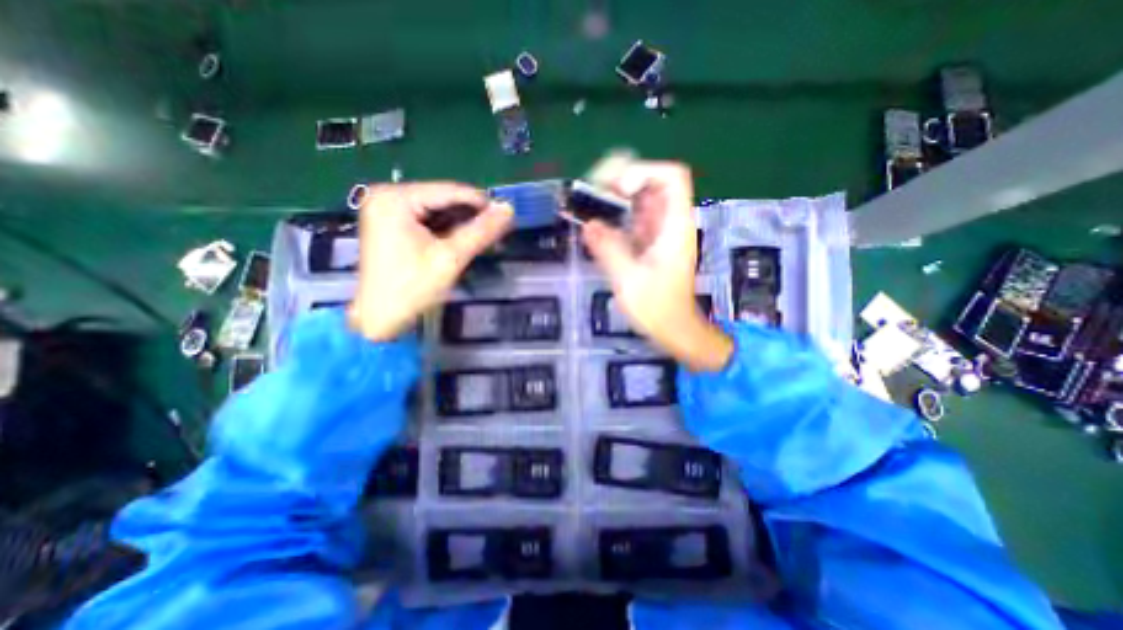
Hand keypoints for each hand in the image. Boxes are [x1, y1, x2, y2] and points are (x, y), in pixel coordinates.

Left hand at [348, 181, 511, 342]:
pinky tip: (464, 242)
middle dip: (471, 217)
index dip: (482, 203)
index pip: (450, 191)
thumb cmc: (413, 288)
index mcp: (396, 198)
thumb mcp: (451, 258)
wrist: (379, 320)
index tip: (507, 218)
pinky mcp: (390, 224)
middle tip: (498, 234)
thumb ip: (481, 231)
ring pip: (437, 210)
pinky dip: (447, 230)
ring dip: (462, 225)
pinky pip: (427, 220)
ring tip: (486, 240)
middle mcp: (387, 195)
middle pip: (443, 199)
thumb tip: (509, 209)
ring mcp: (386, 209)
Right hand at [582, 161, 733, 373]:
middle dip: (622, 180)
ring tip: (589, 202)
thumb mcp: (629, 280)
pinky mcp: (651, 243)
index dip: (643, 172)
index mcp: (675, 227)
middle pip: (652, 182)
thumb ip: (609, 249)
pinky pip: (634, 218)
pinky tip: (597, 223)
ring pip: (641, 200)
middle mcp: (670, 223)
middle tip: (592, 191)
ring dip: (615, 196)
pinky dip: (615, 215)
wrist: (673, 329)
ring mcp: (661, 232)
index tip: (616, 189)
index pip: (671, 177)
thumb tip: (588, 224)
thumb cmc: (657, 309)